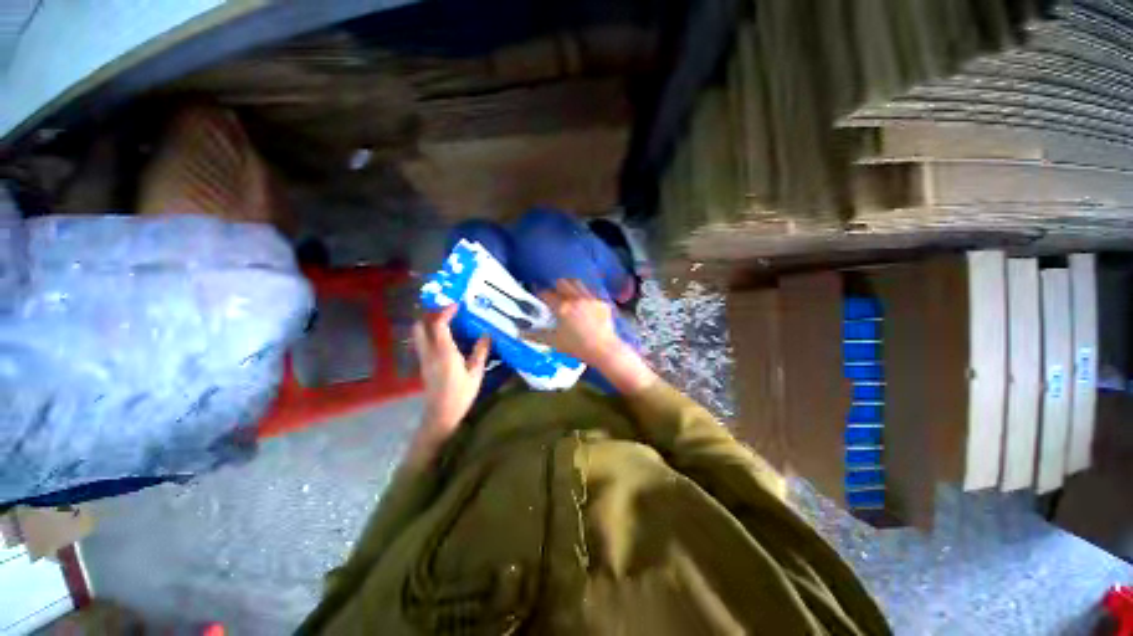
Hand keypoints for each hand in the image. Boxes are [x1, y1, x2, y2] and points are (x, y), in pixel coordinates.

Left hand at [409, 305, 489, 464]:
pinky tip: (445, 338)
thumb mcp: (476, 373)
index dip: (446, 311)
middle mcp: (429, 352)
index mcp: (444, 352)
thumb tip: (486, 335)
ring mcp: (424, 358)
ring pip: (418, 334)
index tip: (457, 304)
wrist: (441, 415)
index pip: (438, 325)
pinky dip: (430, 333)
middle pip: (420, 326)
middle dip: (430, 314)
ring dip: (428, 323)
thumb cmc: (461, 394)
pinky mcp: (423, 364)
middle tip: (447, 310)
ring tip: (446, 320)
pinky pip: (422, 342)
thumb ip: (480, 352)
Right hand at [531, 280, 621, 366]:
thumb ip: (537, 336)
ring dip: (570, 286)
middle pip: (562, 282)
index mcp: (562, 307)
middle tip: (554, 295)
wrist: (604, 350)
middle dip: (556, 286)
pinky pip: (590, 293)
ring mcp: (590, 299)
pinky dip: (584, 295)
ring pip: (577, 283)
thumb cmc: (577, 347)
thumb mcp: (555, 342)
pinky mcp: (602, 302)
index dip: (541, 294)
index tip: (539, 297)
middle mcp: (576, 298)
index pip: (546, 294)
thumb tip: (520, 333)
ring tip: (569, 295)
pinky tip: (584, 305)